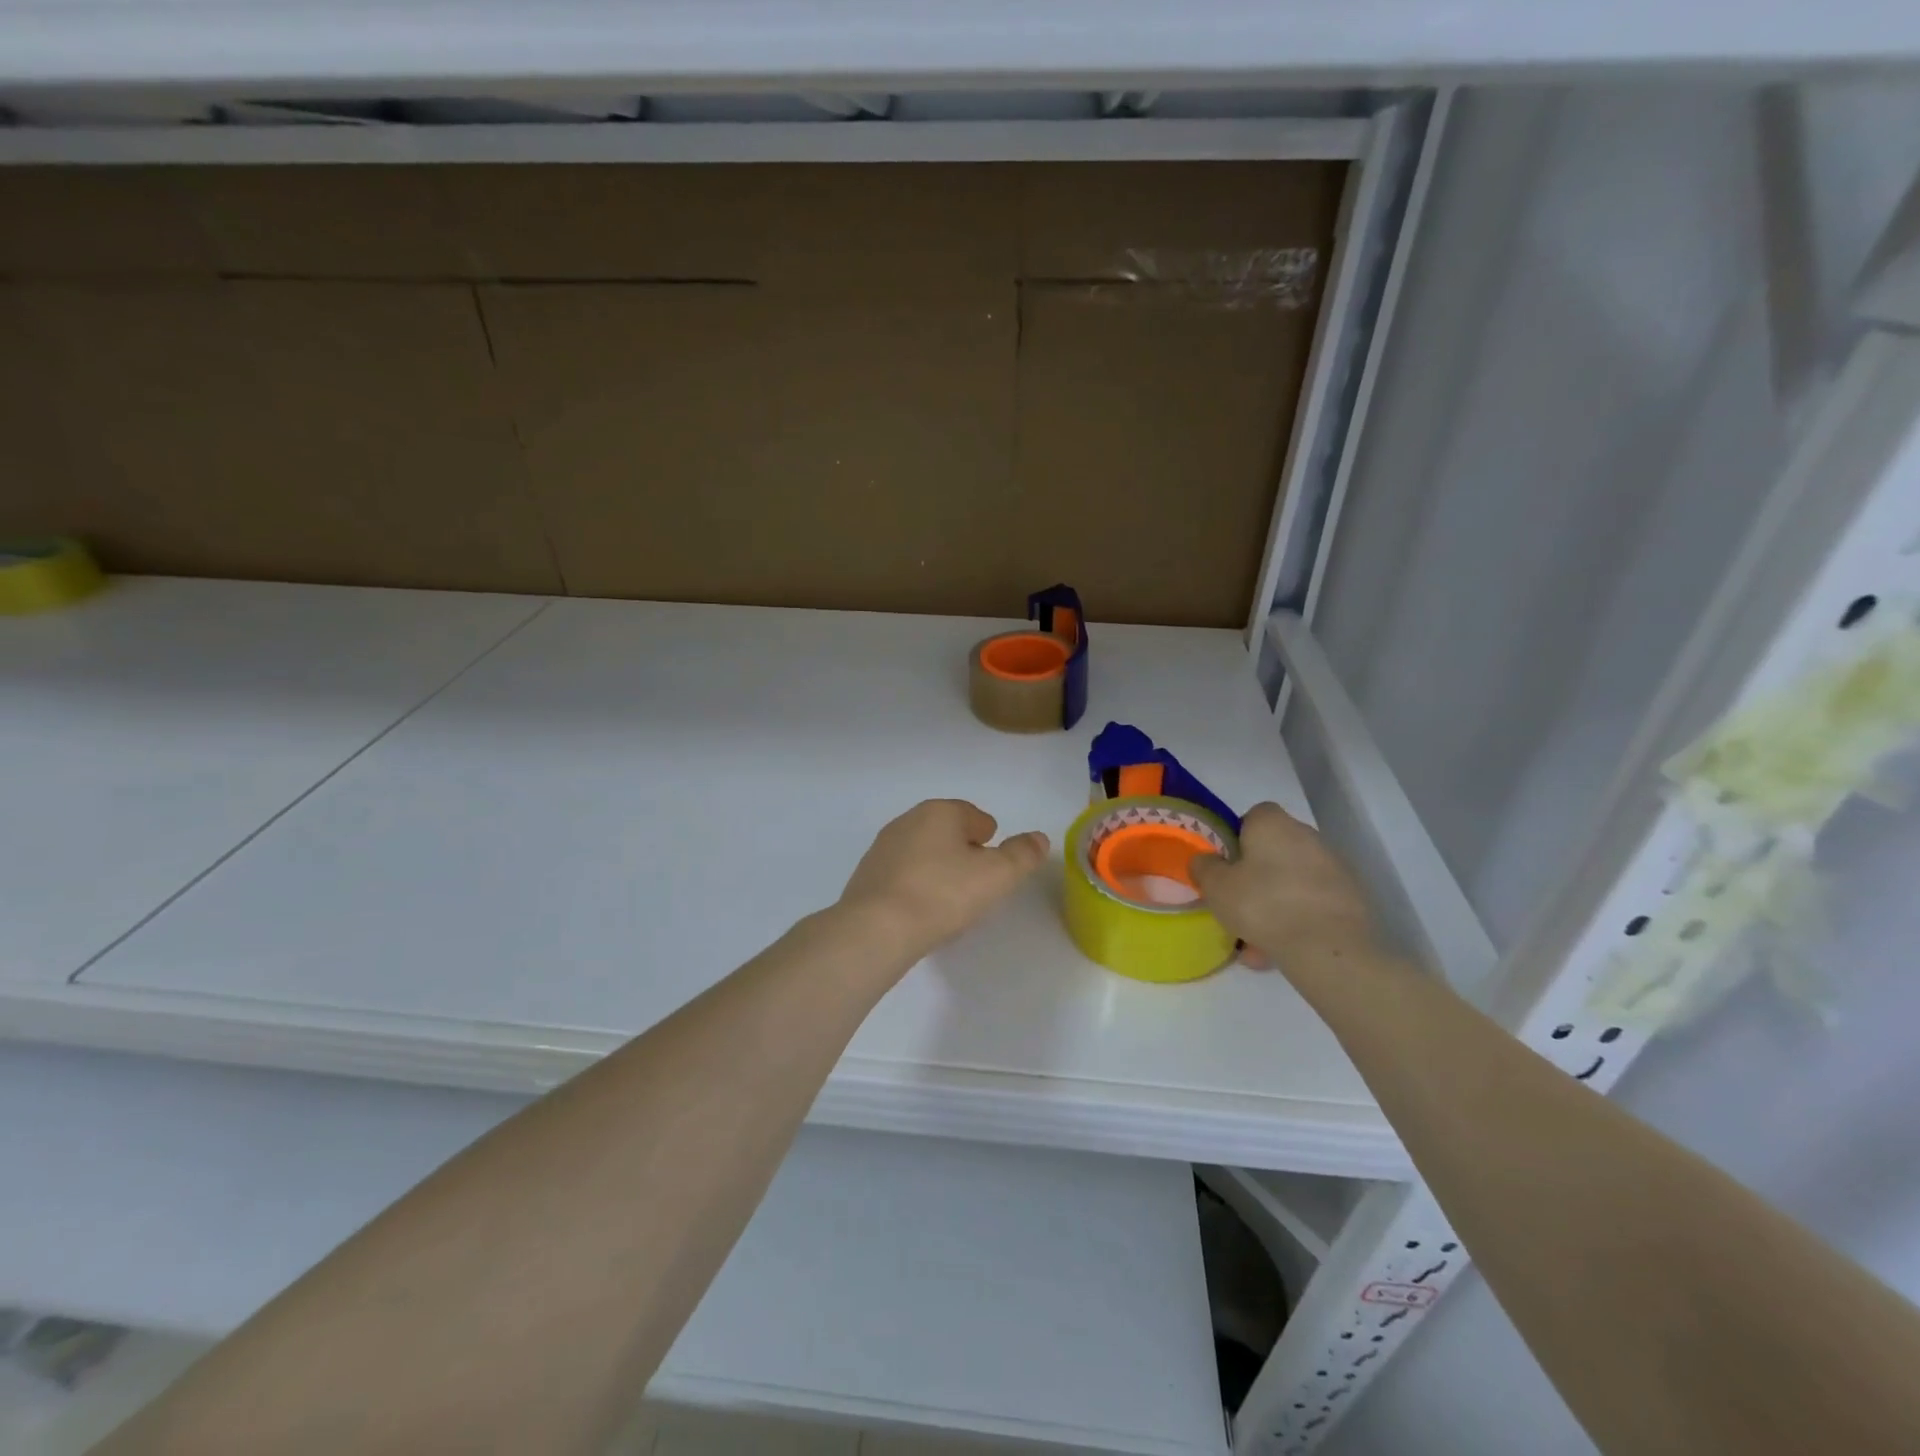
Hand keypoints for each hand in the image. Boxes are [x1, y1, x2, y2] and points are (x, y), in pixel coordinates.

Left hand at [839, 800, 1049, 959]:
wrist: (876, 929)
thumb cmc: (943, 894)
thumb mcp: (997, 875)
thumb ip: (1022, 854)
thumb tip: (1039, 838)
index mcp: (940, 811)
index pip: (976, 817)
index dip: (991, 842)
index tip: (993, 869)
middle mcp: (908, 820)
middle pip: (948, 833)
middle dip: (964, 854)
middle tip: (976, 887)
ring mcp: (882, 848)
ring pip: (923, 853)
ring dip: (938, 871)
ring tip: (949, 903)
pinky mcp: (866, 876)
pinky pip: (902, 876)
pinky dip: (915, 887)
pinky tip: (921, 913)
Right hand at [1190, 803, 1376, 965]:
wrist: (1329, 948)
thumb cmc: (1263, 905)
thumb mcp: (1216, 887)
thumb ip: (1204, 867)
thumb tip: (1205, 860)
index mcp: (1273, 824)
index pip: (1252, 816)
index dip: (1236, 839)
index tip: (1227, 867)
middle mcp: (1307, 836)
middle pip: (1273, 851)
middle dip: (1256, 875)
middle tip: (1239, 905)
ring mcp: (1334, 867)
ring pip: (1292, 882)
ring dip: (1275, 903)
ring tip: (1258, 942)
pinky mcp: (1351, 897)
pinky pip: (1313, 904)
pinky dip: (1298, 920)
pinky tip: (1282, 949)